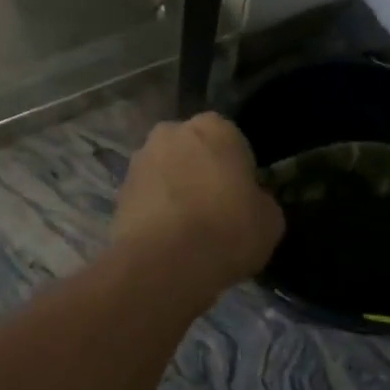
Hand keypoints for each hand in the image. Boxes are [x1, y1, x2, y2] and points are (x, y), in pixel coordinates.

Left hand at [114, 113, 284, 292]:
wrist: (166, 262)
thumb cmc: (229, 229)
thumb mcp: (270, 219)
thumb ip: (260, 200)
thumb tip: (250, 202)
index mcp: (214, 127)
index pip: (231, 141)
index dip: (238, 170)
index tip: (241, 197)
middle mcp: (171, 132)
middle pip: (192, 151)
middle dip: (200, 172)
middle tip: (214, 210)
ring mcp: (140, 160)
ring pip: (165, 172)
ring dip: (174, 190)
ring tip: (187, 231)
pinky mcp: (119, 190)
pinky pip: (146, 197)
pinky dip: (154, 211)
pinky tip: (166, 240)